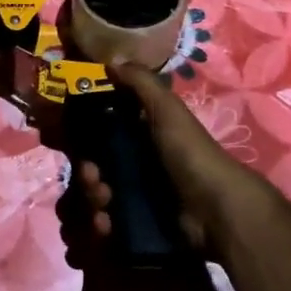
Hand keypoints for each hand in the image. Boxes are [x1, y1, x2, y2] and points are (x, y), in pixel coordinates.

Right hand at [74, 61, 280, 251]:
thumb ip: (140, 82)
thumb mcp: (166, 109)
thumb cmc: (189, 153)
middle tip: (93, 178)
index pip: (101, 134)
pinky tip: (106, 227)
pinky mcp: (137, 229)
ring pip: (95, 199)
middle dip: (86, 175)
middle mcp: (136, 166)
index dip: (84, 136)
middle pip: (93, 169)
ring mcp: (136, 199)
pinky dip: (100, 227)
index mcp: (141, 136)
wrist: (216, 210)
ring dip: (89, 201)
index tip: (74, 139)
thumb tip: (110, 61)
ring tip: (102, 205)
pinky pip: (106, 228)